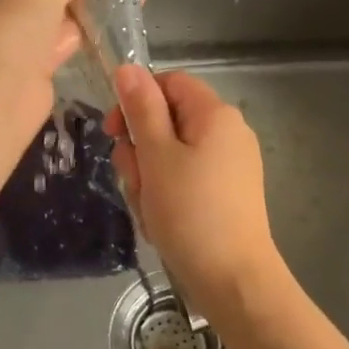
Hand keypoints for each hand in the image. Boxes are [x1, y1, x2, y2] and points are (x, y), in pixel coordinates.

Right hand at [105, 65, 280, 321]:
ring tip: (149, 208)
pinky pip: (185, 180)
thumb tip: (127, 67)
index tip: (114, 131)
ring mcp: (229, 166)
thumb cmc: (191, 212)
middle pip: (167, 121)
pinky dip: (166, 196)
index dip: (137, 100)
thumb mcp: (157, 155)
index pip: (168, 84)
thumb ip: (141, 109)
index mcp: (215, 114)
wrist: (233, 281)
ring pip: (170, 155)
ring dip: (148, 177)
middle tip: (135, 181)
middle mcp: (228, 133)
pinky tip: (162, 222)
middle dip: (140, 149)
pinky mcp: (226, 195)